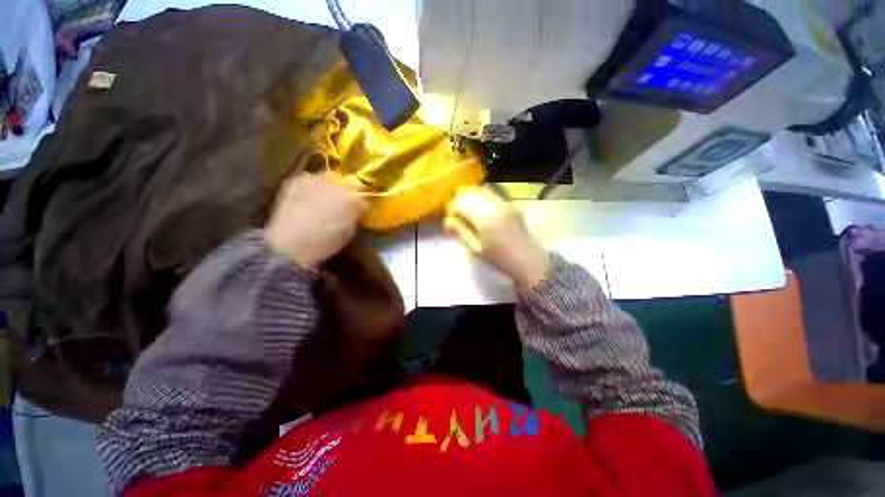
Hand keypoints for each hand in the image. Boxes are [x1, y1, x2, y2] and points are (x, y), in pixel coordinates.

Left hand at [265, 172, 366, 268]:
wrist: (288, 245)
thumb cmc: (325, 243)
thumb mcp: (349, 232)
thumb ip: (355, 216)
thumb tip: (355, 210)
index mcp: (353, 198)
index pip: (364, 197)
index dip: (360, 206)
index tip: (357, 213)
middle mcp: (337, 183)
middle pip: (347, 183)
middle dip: (346, 193)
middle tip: (340, 206)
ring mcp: (315, 179)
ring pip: (329, 178)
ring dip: (329, 187)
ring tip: (322, 200)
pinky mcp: (296, 180)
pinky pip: (310, 178)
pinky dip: (312, 186)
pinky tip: (307, 198)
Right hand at [444, 186, 547, 289]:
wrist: (527, 261)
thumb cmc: (499, 258)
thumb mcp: (476, 248)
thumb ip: (461, 231)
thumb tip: (447, 220)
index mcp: (484, 217)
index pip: (461, 204)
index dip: (451, 208)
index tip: (448, 217)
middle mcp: (494, 205)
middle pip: (471, 194)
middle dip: (460, 200)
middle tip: (455, 213)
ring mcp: (504, 203)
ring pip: (481, 191)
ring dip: (470, 196)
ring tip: (466, 209)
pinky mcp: (511, 204)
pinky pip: (492, 194)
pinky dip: (482, 197)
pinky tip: (480, 208)